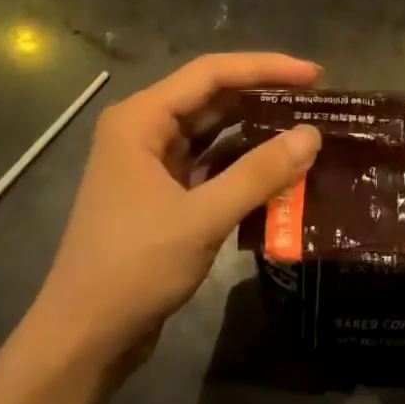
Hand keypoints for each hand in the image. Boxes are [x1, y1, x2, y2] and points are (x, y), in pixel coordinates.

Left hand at [22, 54, 322, 381]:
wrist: (85, 335)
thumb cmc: (133, 268)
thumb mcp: (202, 218)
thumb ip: (258, 174)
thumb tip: (312, 135)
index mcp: (140, 120)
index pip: (210, 74)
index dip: (266, 68)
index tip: (316, 75)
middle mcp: (144, 132)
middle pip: (212, 98)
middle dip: (265, 98)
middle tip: (320, 103)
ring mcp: (152, 166)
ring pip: (214, 134)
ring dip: (257, 133)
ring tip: (308, 133)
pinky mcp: (163, 196)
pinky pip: (211, 167)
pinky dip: (243, 167)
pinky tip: (280, 173)